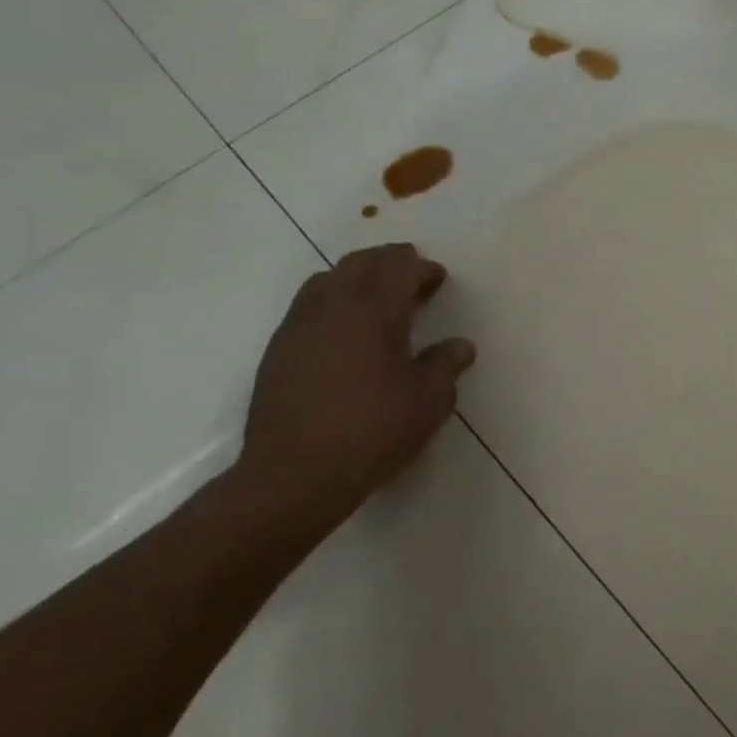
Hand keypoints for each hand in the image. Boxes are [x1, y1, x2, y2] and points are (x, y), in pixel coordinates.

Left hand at [237, 243, 475, 523]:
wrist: (294, 475)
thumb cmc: (373, 432)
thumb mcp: (428, 402)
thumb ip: (445, 366)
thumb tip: (460, 345)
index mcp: (373, 313)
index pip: (398, 269)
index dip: (421, 268)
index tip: (438, 278)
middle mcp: (331, 308)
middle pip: (359, 264)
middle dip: (388, 261)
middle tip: (411, 275)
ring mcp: (297, 327)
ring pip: (326, 280)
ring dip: (356, 278)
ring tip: (377, 298)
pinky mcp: (277, 351)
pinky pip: (307, 306)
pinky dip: (332, 301)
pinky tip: (345, 332)